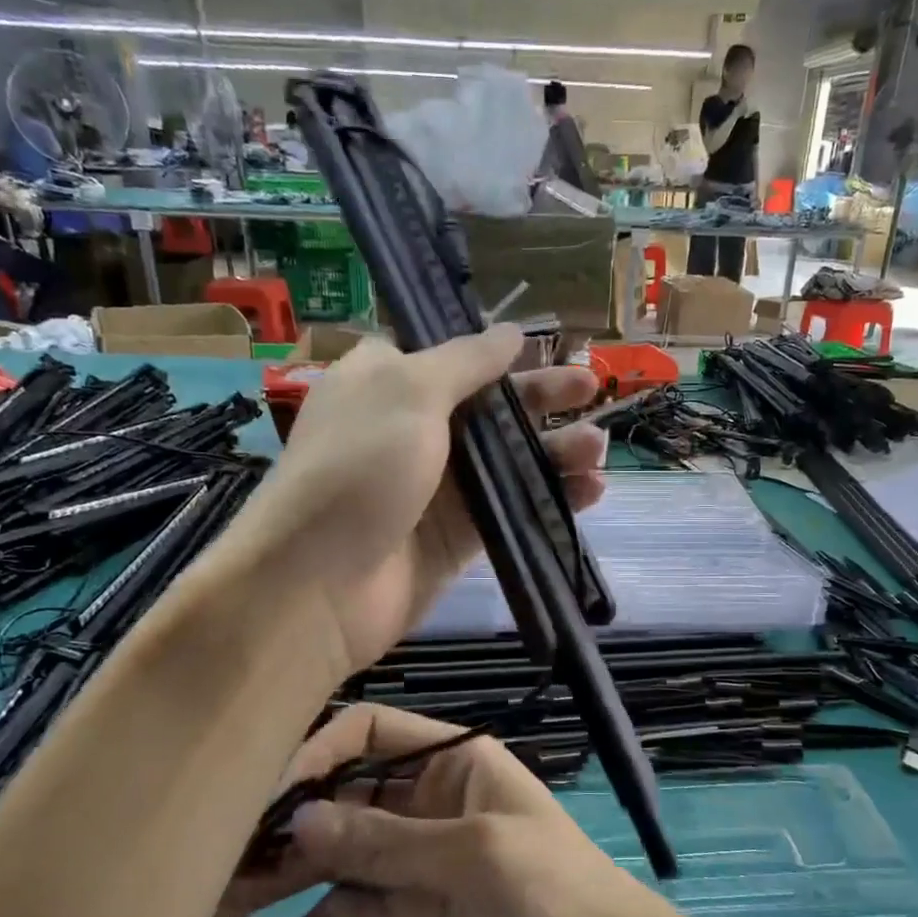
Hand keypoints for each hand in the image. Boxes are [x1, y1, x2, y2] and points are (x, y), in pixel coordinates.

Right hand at [218, 704, 689, 916]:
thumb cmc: (553, 891)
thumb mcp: (473, 855)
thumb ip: (386, 840)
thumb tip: (298, 820)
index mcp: (452, 760)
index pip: (373, 732)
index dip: (321, 752)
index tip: (269, 795)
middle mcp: (426, 799)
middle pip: (344, 797)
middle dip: (290, 825)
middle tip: (223, 863)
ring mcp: (415, 857)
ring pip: (339, 854)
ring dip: (289, 877)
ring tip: (228, 909)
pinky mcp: (411, 910)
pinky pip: (353, 905)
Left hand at [226, 327, 604, 678]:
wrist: (320, 584)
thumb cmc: (358, 467)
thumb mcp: (407, 392)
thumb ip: (466, 361)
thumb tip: (511, 332)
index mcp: (389, 383)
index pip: (452, 355)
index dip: (500, 350)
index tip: (547, 345)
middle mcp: (414, 429)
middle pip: (491, 405)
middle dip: (543, 396)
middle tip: (590, 388)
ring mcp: (438, 486)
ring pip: (510, 460)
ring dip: (556, 451)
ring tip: (597, 449)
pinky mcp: (458, 536)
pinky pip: (513, 508)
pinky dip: (551, 499)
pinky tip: (590, 492)